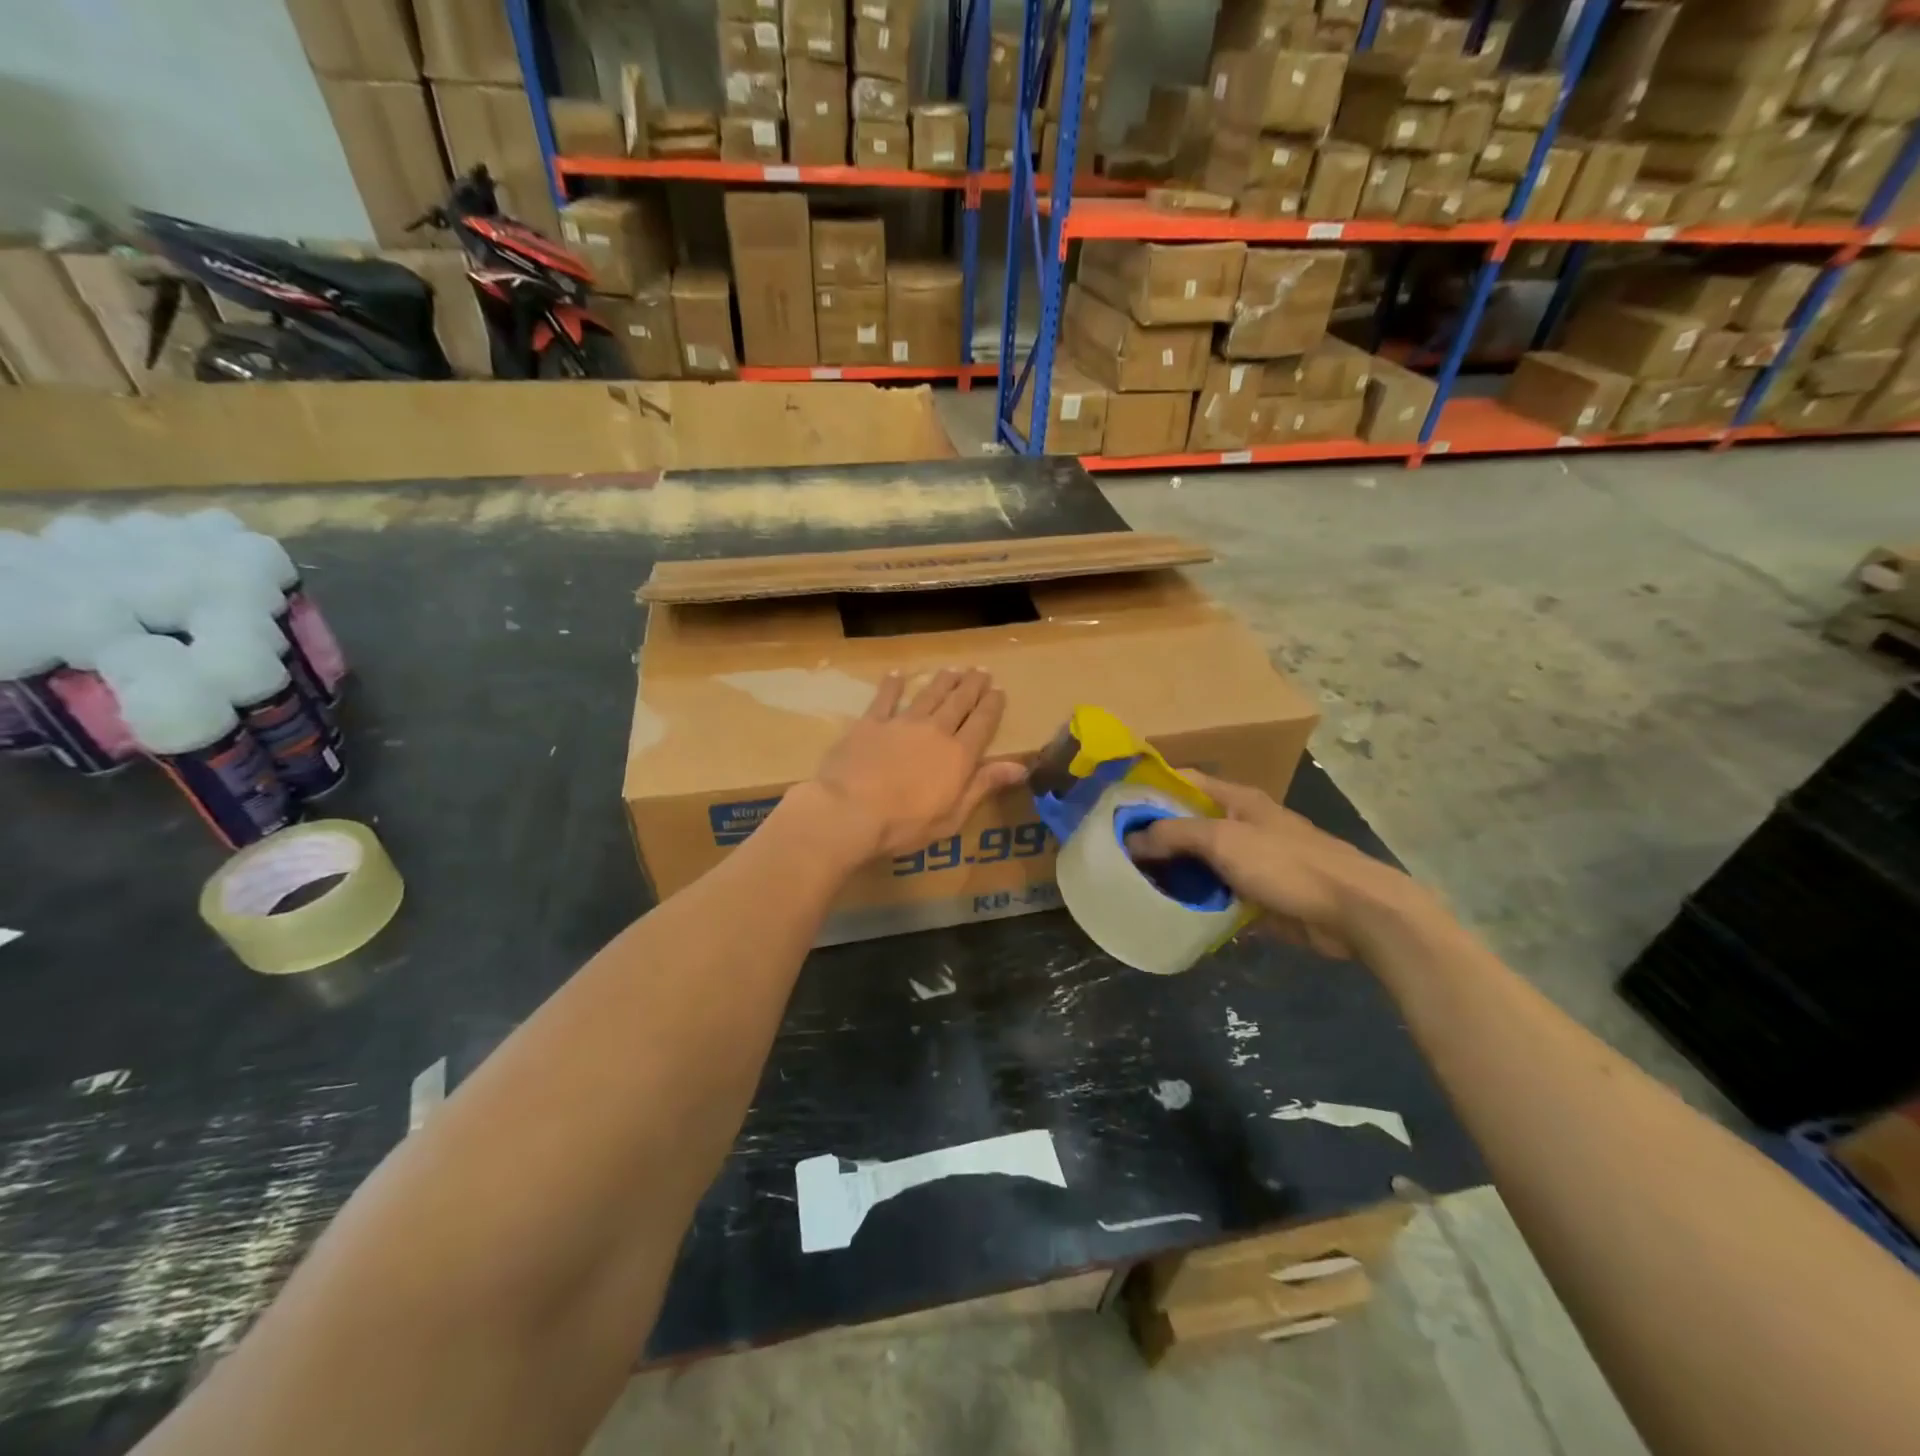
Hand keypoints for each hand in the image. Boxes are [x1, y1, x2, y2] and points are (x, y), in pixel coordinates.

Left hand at [799, 668, 1027, 859]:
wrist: (849, 811)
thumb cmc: (905, 824)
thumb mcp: (952, 816)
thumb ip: (983, 786)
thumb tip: (1019, 767)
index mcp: (959, 755)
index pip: (982, 723)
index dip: (992, 705)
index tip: (999, 690)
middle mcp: (935, 731)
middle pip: (959, 702)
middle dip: (972, 685)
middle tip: (981, 670)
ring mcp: (901, 723)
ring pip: (929, 695)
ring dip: (943, 681)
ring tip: (953, 669)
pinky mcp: (870, 723)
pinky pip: (885, 698)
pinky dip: (892, 685)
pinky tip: (897, 674)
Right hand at [1126, 771, 1427, 960]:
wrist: (1353, 912)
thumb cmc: (1286, 864)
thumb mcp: (1223, 841)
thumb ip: (1173, 835)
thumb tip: (1131, 840)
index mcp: (1234, 800)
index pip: (1181, 782)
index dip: (1147, 789)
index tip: (1112, 807)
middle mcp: (1240, 825)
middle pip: (1187, 825)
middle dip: (1153, 838)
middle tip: (1113, 854)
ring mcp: (1250, 862)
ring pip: (1200, 863)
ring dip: (1173, 873)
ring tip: (1132, 885)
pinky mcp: (1258, 896)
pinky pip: (1216, 895)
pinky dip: (1196, 901)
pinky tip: (1168, 912)